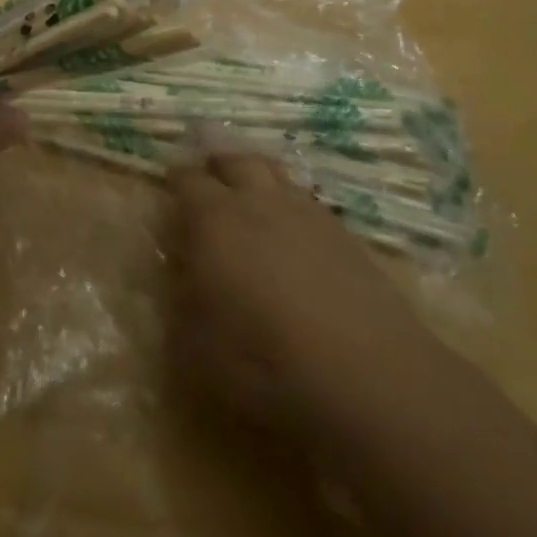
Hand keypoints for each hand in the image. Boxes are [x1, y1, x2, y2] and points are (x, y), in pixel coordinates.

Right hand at [168, 150, 437, 435]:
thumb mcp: (196, 344)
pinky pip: (308, 202)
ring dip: (257, 175)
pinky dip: (292, 204)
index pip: (187, 180)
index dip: (176, 179)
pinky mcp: (345, 235)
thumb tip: (183, 268)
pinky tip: (294, 229)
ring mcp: (307, 214)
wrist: (367, 375)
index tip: (169, 183)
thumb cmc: (264, 363)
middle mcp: (259, 202)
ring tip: (251, 191)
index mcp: (215, 220)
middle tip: (209, 173)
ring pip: (276, 174)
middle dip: (218, 163)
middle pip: (236, 160)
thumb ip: (183, 296)